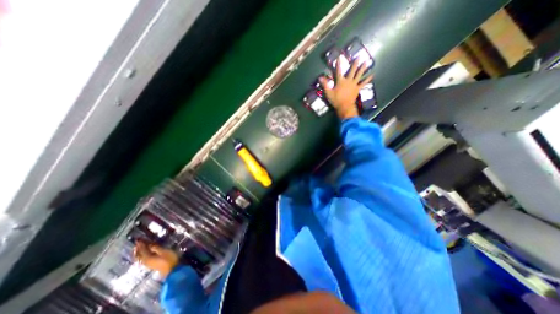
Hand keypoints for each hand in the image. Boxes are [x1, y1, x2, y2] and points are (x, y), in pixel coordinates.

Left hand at [133, 240, 177, 276]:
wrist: (171, 269)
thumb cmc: (169, 259)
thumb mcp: (164, 252)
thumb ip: (156, 248)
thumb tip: (150, 244)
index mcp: (148, 258)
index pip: (142, 250)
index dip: (140, 244)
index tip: (138, 239)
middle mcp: (146, 261)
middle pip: (139, 255)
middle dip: (137, 249)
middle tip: (137, 243)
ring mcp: (148, 264)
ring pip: (140, 258)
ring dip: (139, 252)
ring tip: (139, 247)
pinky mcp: (151, 264)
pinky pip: (143, 259)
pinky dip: (142, 255)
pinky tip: (144, 253)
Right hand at [322, 57, 373, 118]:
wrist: (344, 106)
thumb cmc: (336, 100)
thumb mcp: (328, 93)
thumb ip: (325, 84)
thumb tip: (320, 77)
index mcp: (340, 81)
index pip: (338, 71)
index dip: (338, 64)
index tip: (340, 57)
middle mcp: (348, 81)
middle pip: (352, 71)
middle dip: (355, 63)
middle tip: (359, 56)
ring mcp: (354, 84)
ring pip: (359, 75)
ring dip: (363, 68)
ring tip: (367, 62)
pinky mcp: (357, 89)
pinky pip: (363, 83)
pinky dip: (368, 79)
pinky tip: (372, 75)